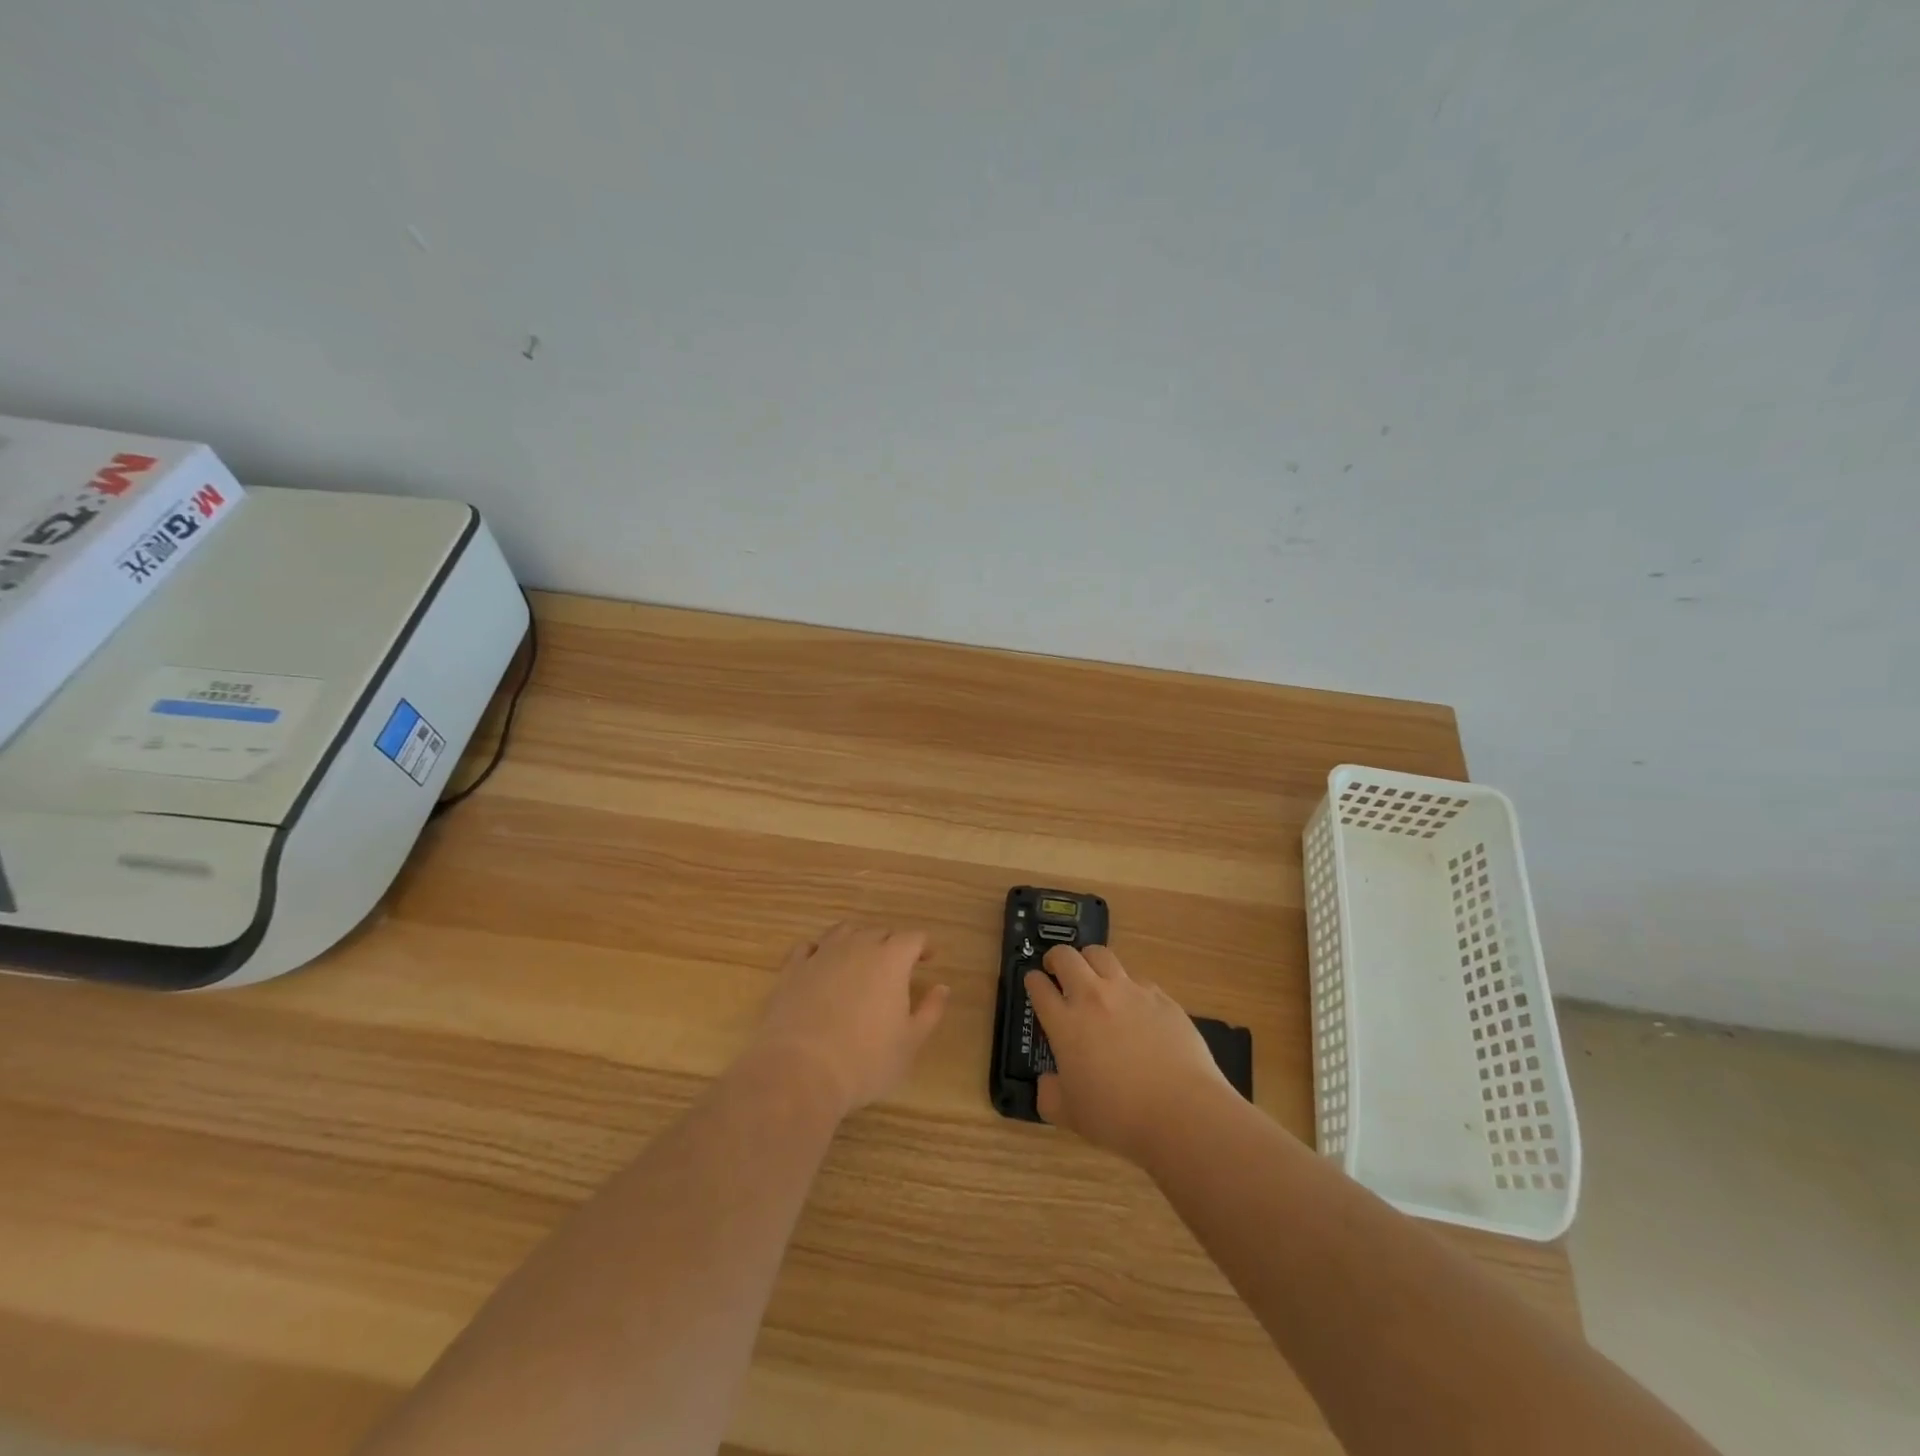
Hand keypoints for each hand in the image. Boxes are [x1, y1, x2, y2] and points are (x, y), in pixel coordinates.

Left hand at [747, 923, 949, 1118]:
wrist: (800, 1072)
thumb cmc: (865, 1061)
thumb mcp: (910, 1042)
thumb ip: (930, 1011)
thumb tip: (942, 987)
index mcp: (891, 960)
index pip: (913, 938)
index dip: (923, 946)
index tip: (929, 958)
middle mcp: (857, 947)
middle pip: (879, 931)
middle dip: (892, 943)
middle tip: (897, 965)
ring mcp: (821, 955)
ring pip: (843, 932)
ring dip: (857, 940)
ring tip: (860, 959)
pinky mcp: (792, 970)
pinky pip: (809, 948)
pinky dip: (820, 951)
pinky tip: (821, 966)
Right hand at [1025, 944, 1231, 1163]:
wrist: (1181, 1112)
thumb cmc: (1118, 1116)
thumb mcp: (1070, 1115)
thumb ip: (1050, 1095)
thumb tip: (1048, 1081)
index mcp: (1065, 1023)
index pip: (1039, 987)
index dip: (1032, 981)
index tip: (1033, 983)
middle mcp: (1093, 997)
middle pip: (1066, 957)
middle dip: (1056, 958)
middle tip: (1057, 970)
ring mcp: (1129, 992)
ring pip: (1101, 955)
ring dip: (1090, 961)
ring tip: (1093, 975)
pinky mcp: (1160, 997)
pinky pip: (1137, 979)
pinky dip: (1127, 985)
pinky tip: (1134, 1005)